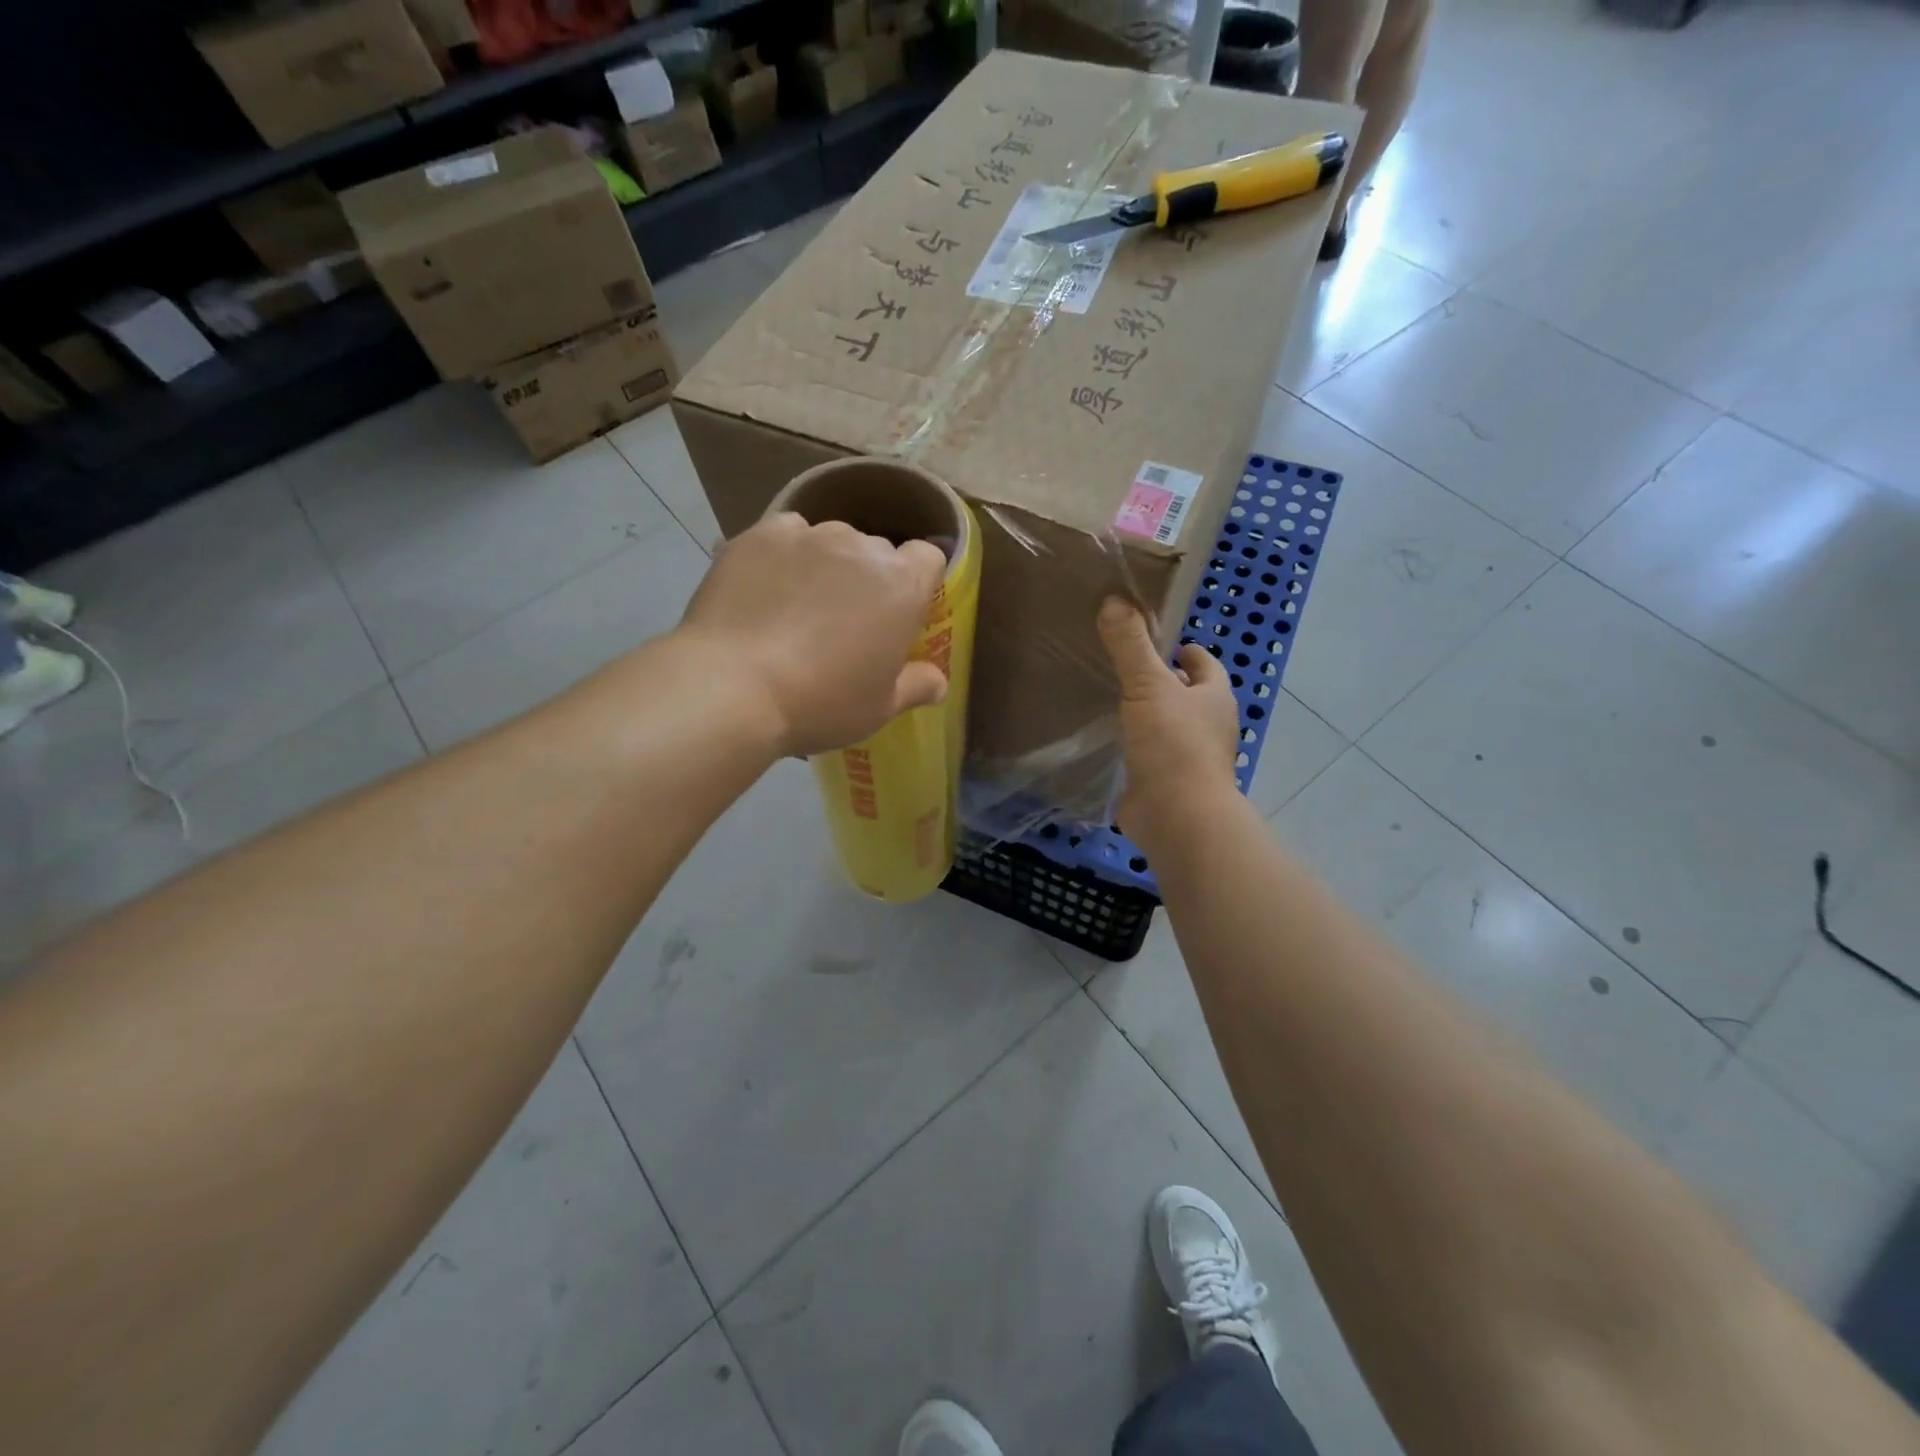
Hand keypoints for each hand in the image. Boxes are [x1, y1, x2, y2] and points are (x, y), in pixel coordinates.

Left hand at [679, 512, 948, 756]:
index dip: (918, 580)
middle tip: (844, 621)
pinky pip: (784, 536)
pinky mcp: (759, 535)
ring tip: (797, 605)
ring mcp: (807, 536)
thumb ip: (916, 686)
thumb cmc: (821, 703)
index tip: (901, 610)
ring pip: (829, 541)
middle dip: (869, 579)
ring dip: (826, 565)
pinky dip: (783, 556)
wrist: (733, 687)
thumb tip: (939, 683)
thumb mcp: (880, 708)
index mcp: (901, 586)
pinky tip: (765, 590)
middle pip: (877, 551)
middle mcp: (861, 548)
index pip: (928, 557)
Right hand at [1098, 598, 1240, 845]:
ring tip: (1112, 701)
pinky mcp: (1167, 785)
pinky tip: (1109, 743)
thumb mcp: (1149, 686)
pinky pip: (1149, 757)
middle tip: (1127, 669)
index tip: (1162, 642)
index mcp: (1214, 698)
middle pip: (1187, 696)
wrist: (1178, 816)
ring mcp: (1189, 759)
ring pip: (1168, 727)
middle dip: (1164, 683)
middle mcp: (1208, 727)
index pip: (1204, 665)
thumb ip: (1130, 645)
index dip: (1186, 651)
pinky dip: (1135, 748)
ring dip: (1148, 717)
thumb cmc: (1173, 744)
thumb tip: (1114, 599)